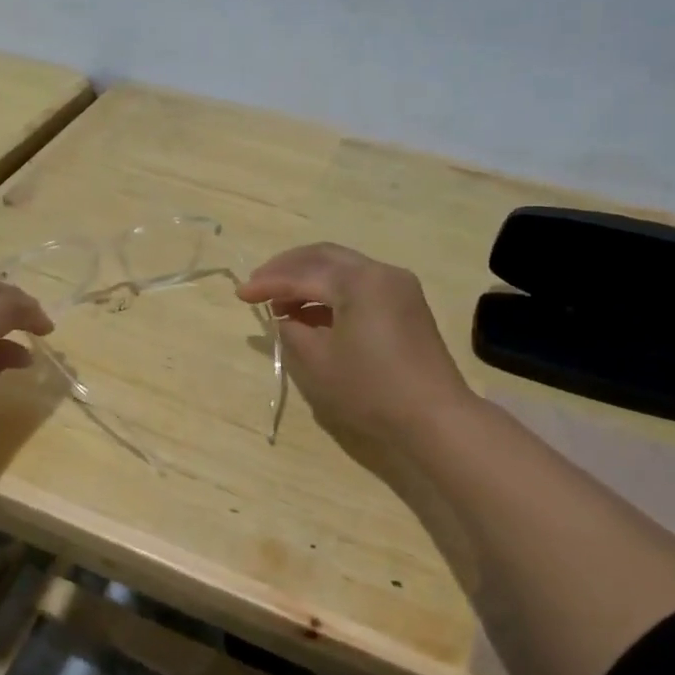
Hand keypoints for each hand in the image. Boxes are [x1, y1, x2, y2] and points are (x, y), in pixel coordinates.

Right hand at [237, 243, 474, 453]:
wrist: (435, 417)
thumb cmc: (370, 390)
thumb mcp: (317, 363)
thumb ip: (293, 331)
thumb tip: (287, 318)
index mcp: (359, 281)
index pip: (302, 275)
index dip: (267, 284)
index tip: (239, 295)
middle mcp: (380, 272)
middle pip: (323, 257)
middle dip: (287, 268)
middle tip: (258, 285)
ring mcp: (398, 286)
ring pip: (342, 268)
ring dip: (308, 279)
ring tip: (281, 304)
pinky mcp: (405, 304)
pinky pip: (359, 284)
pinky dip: (331, 292)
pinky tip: (312, 313)